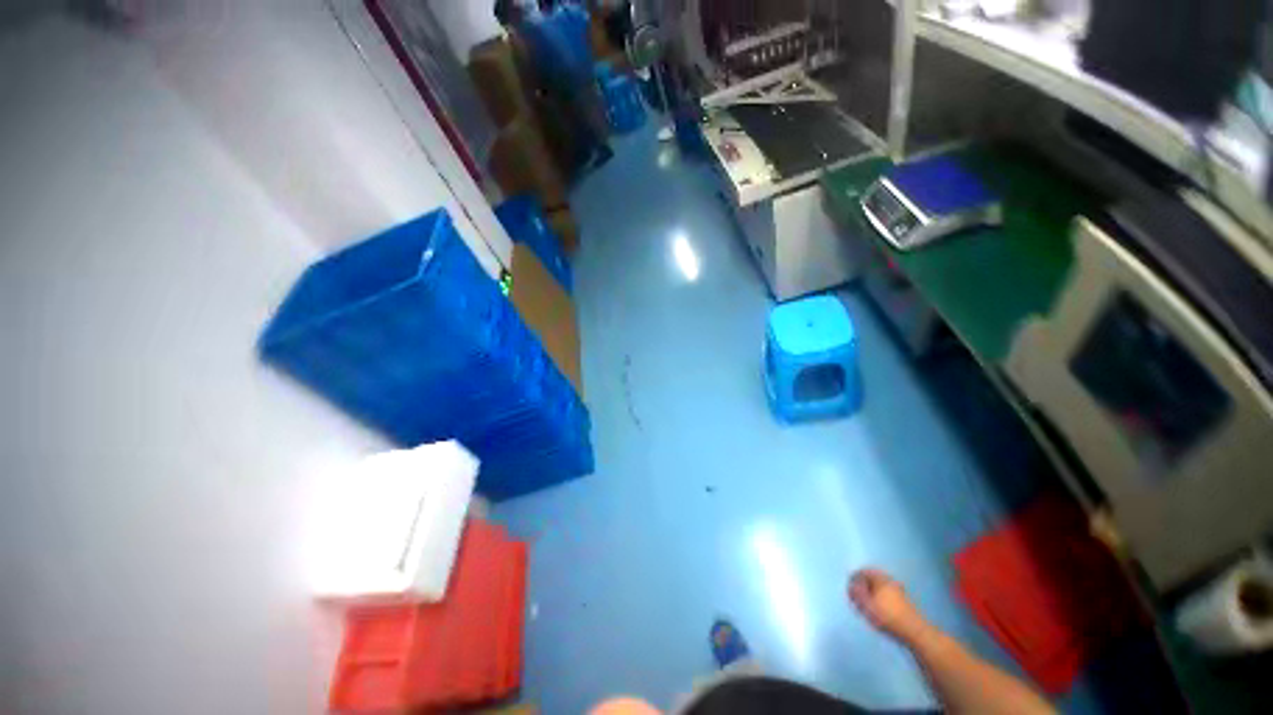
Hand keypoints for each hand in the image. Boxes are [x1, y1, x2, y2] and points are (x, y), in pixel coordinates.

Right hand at [848, 568, 928, 644]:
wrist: (914, 630)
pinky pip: (887, 593)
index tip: (850, 590)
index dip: (853, 580)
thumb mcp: (867, 605)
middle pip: (871, 578)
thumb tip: (851, 585)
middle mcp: (888, 580)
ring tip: (867, 605)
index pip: (862, 572)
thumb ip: (857, 594)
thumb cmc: (887, 616)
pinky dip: (880, 598)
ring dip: (872, 592)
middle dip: (863, 586)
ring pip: (879, 586)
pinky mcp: (904, 599)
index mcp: (879, 578)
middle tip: (857, 597)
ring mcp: (898, 589)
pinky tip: (879, 608)